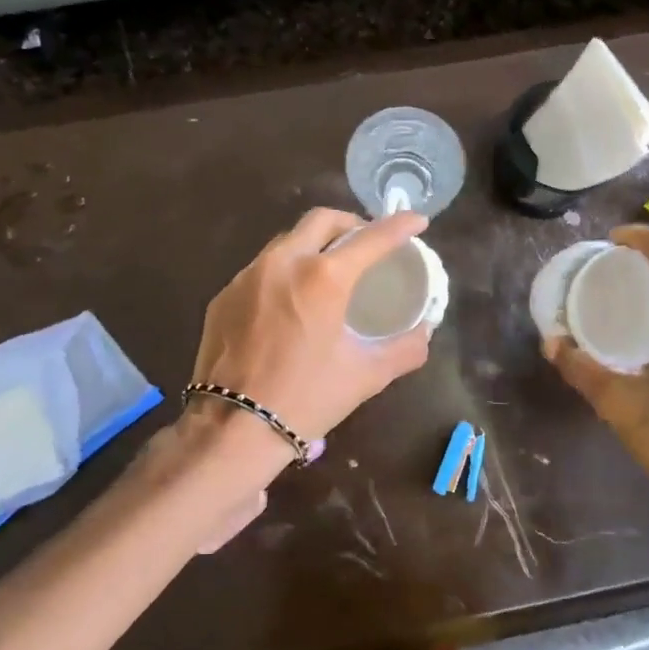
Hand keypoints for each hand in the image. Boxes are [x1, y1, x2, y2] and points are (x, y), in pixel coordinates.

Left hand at [192, 207, 432, 455]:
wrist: (232, 429)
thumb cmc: (306, 399)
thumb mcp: (366, 375)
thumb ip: (404, 349)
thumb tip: (423, 333)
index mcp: (323, 278)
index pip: (371, 238)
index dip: (399, 225)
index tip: (417, 221)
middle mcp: (283, 263)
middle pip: (321, 220)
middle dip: (351, 223)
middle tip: (367, 243)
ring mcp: (248, 276)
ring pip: (288, 241)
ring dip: (315, 244)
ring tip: (330, 270)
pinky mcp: (224, 295)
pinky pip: (262, 269)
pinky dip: (286, 271)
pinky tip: (292, 301)